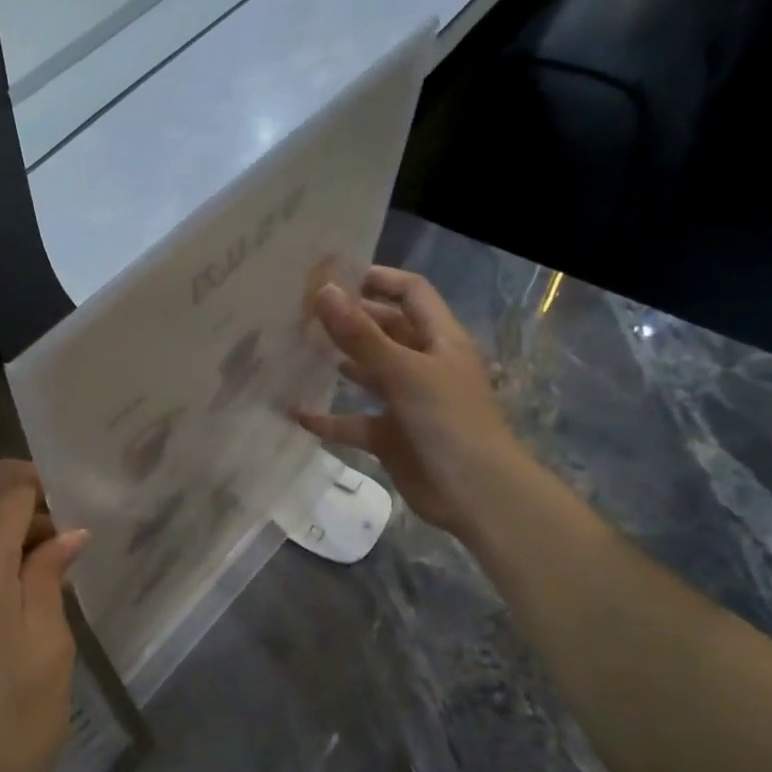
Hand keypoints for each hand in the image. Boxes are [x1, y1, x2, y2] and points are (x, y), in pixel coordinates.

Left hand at [0, 460, 87, 771]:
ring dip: (2, 568)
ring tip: (33, 620)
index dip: (42, 485)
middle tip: (64, 578)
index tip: (71, 518)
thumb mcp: (48, 644)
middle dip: (27, 534)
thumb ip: (48, 577)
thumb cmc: (11, 721)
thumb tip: (64, 535)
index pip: (5, 486)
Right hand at [297, 267, 526, 539]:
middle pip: (386, 332)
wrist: (475, 494)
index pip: (411, 293)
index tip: (334, 277)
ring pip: (370, 375)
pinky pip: (356, 422)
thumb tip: (323, 292)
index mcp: (440, 340)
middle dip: (350, 322)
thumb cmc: (448, 422)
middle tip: (302, 315)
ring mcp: (409, 403)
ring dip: (339, 364)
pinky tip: (298, 414)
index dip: (379, 280)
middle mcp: (425, 365)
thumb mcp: (403, 372)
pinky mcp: (393, 437)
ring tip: (297, 352)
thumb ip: (361, 335)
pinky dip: (331, 420)